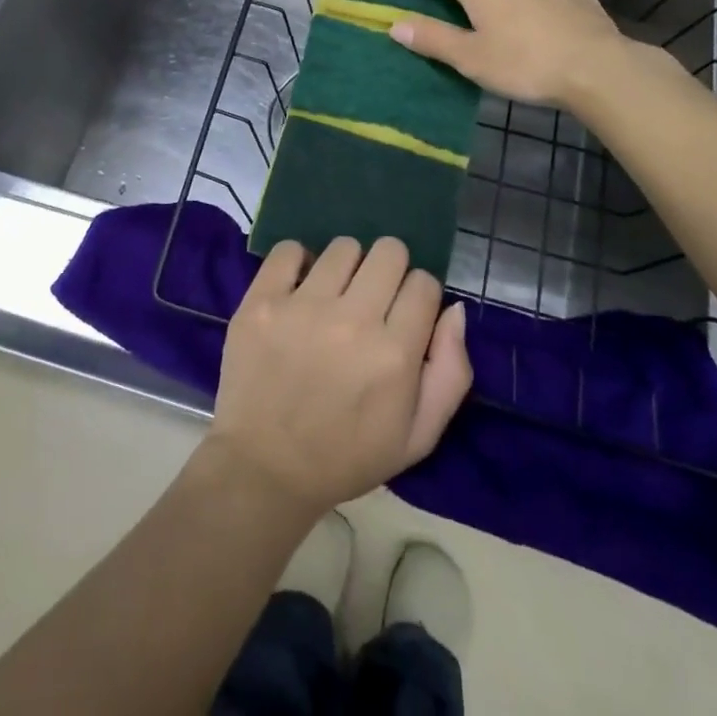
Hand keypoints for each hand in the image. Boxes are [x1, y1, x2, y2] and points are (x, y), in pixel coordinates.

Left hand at [205, 237, 470, 517]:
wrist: (265, 469)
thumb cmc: (347, 456)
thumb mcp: (418, 436)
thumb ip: (451, 371)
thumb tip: (454, 309)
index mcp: (395, 354)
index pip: (424, 283)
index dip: (418, 296)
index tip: (403, 315)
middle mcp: (352, 321)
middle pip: (389, 252)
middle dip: (388, 270)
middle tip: (371, 298)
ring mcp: (302, 307)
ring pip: (344, 247)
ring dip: (346, 267)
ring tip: (333, 296)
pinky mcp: (261, 301)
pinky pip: (288, 250)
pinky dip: (297, 262)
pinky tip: (298, 289)